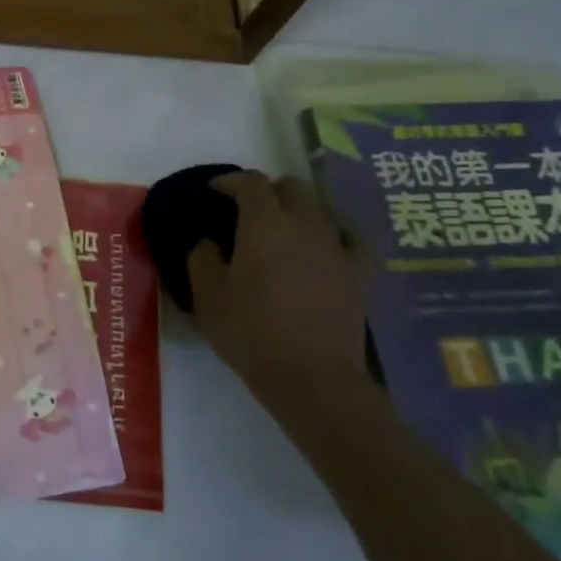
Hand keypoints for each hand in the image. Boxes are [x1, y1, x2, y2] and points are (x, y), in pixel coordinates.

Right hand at [187, 170, 371, 418]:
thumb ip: (202, 258)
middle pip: (288, 187)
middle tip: (245, 211)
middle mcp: (304, 224)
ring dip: (295, 211)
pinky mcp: (359, 273)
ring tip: (280, 232)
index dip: (230, 181)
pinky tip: (325, 245)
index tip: (214, 190)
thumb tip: (209, 241)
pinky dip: (333, 234)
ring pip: (317, 210)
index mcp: (264, 223)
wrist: (313, 379)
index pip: (250, 182)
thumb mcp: (207, 295)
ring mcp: (337, 247)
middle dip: (265, 191)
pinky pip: (349, 238)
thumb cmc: (251, 332)